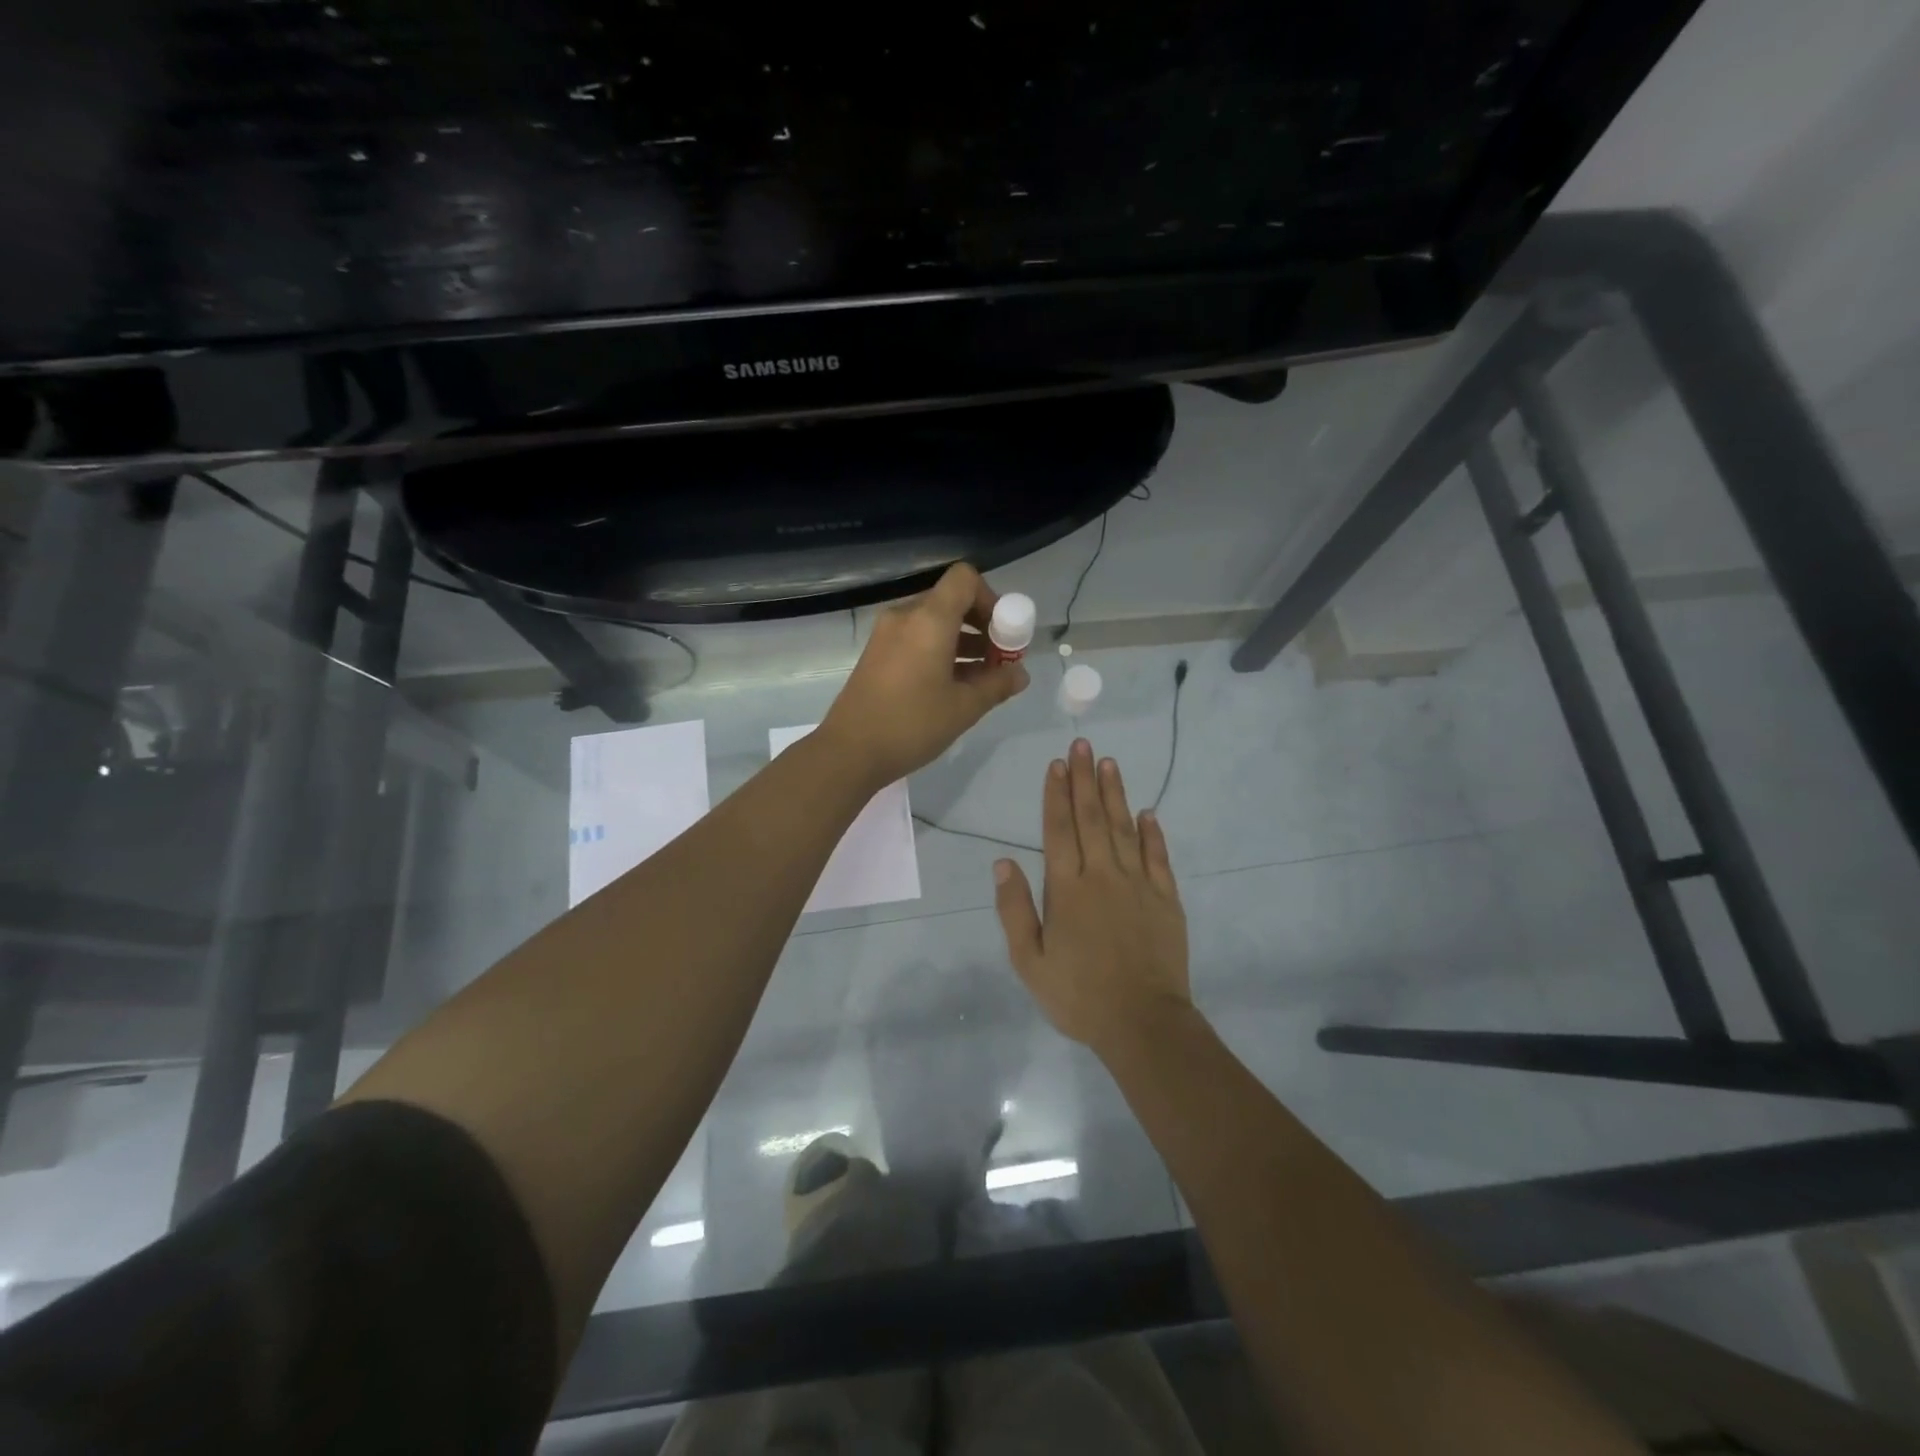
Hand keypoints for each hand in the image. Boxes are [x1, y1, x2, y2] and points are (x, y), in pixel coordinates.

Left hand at [820, 563, 1029, 789]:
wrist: (849, 751)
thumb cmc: (912, 724)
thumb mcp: (964, 707)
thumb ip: (997, 684)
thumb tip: (1020, 674)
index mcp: (929, 620)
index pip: (965, 579)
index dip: (991, 599)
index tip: (1003, 634)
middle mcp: (905, 617)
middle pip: (951, 601)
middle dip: (981, 624)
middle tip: (998, 660)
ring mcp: (887, 635)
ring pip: (934, 622)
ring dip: (962, 641)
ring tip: (982, 678)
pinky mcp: (877, 654)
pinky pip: (916, 639)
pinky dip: (939, 651)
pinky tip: (953, 686)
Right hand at [993, 739, 1191, 1055]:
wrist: (1143, 1023)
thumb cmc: (1078, 995)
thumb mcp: (1029, 960)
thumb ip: (1015, 909)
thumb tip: (1002, 861)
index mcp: (1067, 889)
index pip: (1058, 830)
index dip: (1056, 794)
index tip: (1056, 764)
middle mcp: (1102, 876)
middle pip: (1091, 818)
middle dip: (1085, 779)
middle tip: (1083, 744)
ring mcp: (1138, 885)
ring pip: (1124, 828)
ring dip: (1115, 794)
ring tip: (1109, 763)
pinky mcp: (1166, 899)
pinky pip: (1158, 857)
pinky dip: (1152, 833)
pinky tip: (1148, 813)